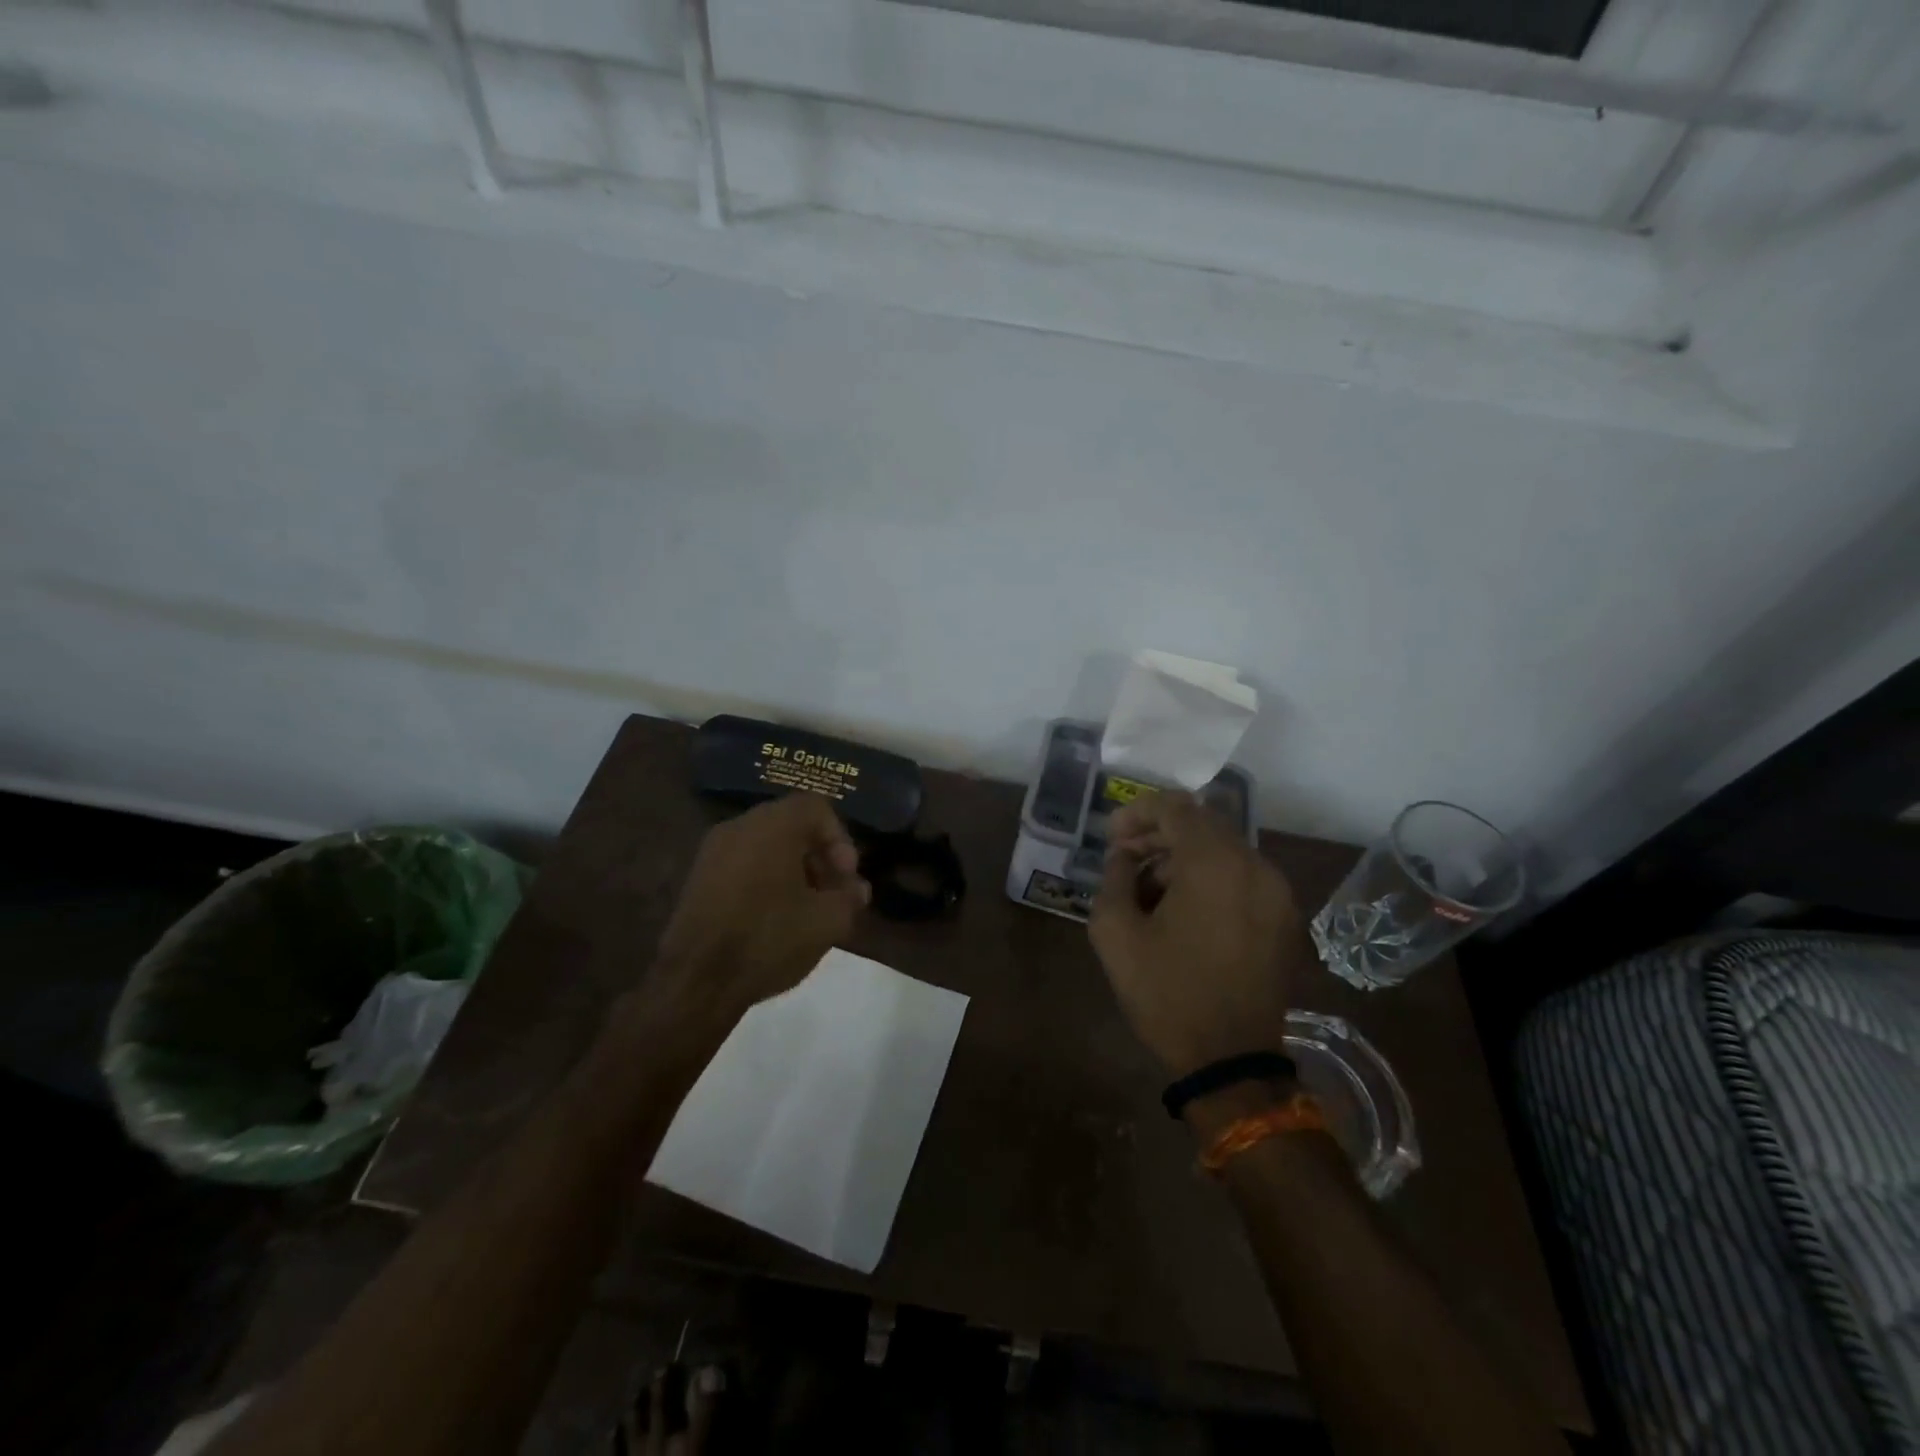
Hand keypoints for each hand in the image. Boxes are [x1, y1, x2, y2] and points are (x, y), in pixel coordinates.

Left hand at [651, 793, 870, 1026]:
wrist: (695, 981)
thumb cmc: (769, 938)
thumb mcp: (828, 921)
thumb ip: (850, 897)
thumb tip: (855, 889)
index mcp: (773, 824)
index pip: (817, 808)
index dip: (840, 839)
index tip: (845, 877)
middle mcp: (740, 825)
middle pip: (791, 825)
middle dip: (818, 857)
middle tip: (832, 894)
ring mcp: (713, 851)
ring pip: (766, 846)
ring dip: (793, 870)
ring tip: (805, 910)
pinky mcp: (697, 878)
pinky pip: (743, 864)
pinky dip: (765, 881)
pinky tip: (773, 919)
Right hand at [1088, 792, 1300, 1078]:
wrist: (1231, 1063)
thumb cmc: (1166, 993)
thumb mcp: (1115, 933)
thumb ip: (1113, 877)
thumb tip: (1124, 856)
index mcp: (1215, 864)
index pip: (1176, 807)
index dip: (1138, 813)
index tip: (1111, 837)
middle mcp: (1256, 866)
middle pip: (1202, 824)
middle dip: (1158, 835)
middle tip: (1125, 860)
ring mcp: (1278, 893)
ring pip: (1223, 850)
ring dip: (1182, 858)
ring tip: (1150, 892)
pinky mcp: (1285, 918)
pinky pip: (1242, 877)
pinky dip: (1210, 878)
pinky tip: (1184, 912)